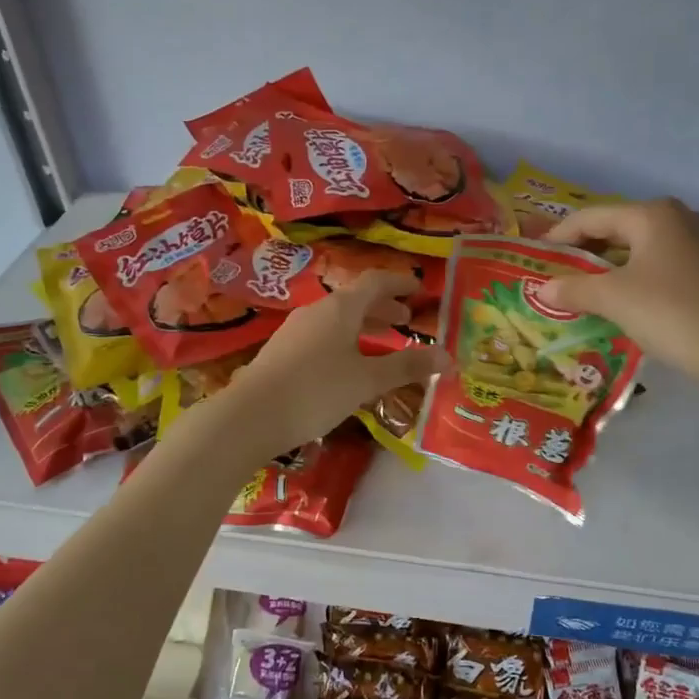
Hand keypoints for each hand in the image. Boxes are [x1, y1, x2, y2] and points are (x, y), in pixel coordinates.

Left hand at [217, 272, 449, 460]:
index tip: (419, 288)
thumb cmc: (315, 391)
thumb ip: (406, 367)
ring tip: (381, 344)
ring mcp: (295, 331)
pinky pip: (322, 336)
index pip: (375, 282)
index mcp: (340, 308)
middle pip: (355, 300)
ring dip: (363, 327)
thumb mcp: (366, 380)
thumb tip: (448, 358)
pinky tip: (347, 367)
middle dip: (383, 308)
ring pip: (337, 320)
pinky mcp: (282, 352)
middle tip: (405, 320)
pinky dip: (344, 341)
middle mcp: (316, 311)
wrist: (250, 416)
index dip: (400, 283)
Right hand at [541, 199, 698, 400]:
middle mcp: (677, 219)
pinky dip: (630, 280)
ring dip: (605, 270)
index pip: (591, 217)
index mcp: (652, 214)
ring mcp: (697, 245)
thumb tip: (542, 288)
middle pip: (615, 229)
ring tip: (579, 292)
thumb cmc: (672, 313)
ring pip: (636, 250)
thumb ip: (573, 289)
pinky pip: (655, 266)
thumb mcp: (614, 300)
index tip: (533, 258)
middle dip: (582, 253)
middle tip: (553, 277)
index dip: (558, 237)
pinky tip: (618, 303)